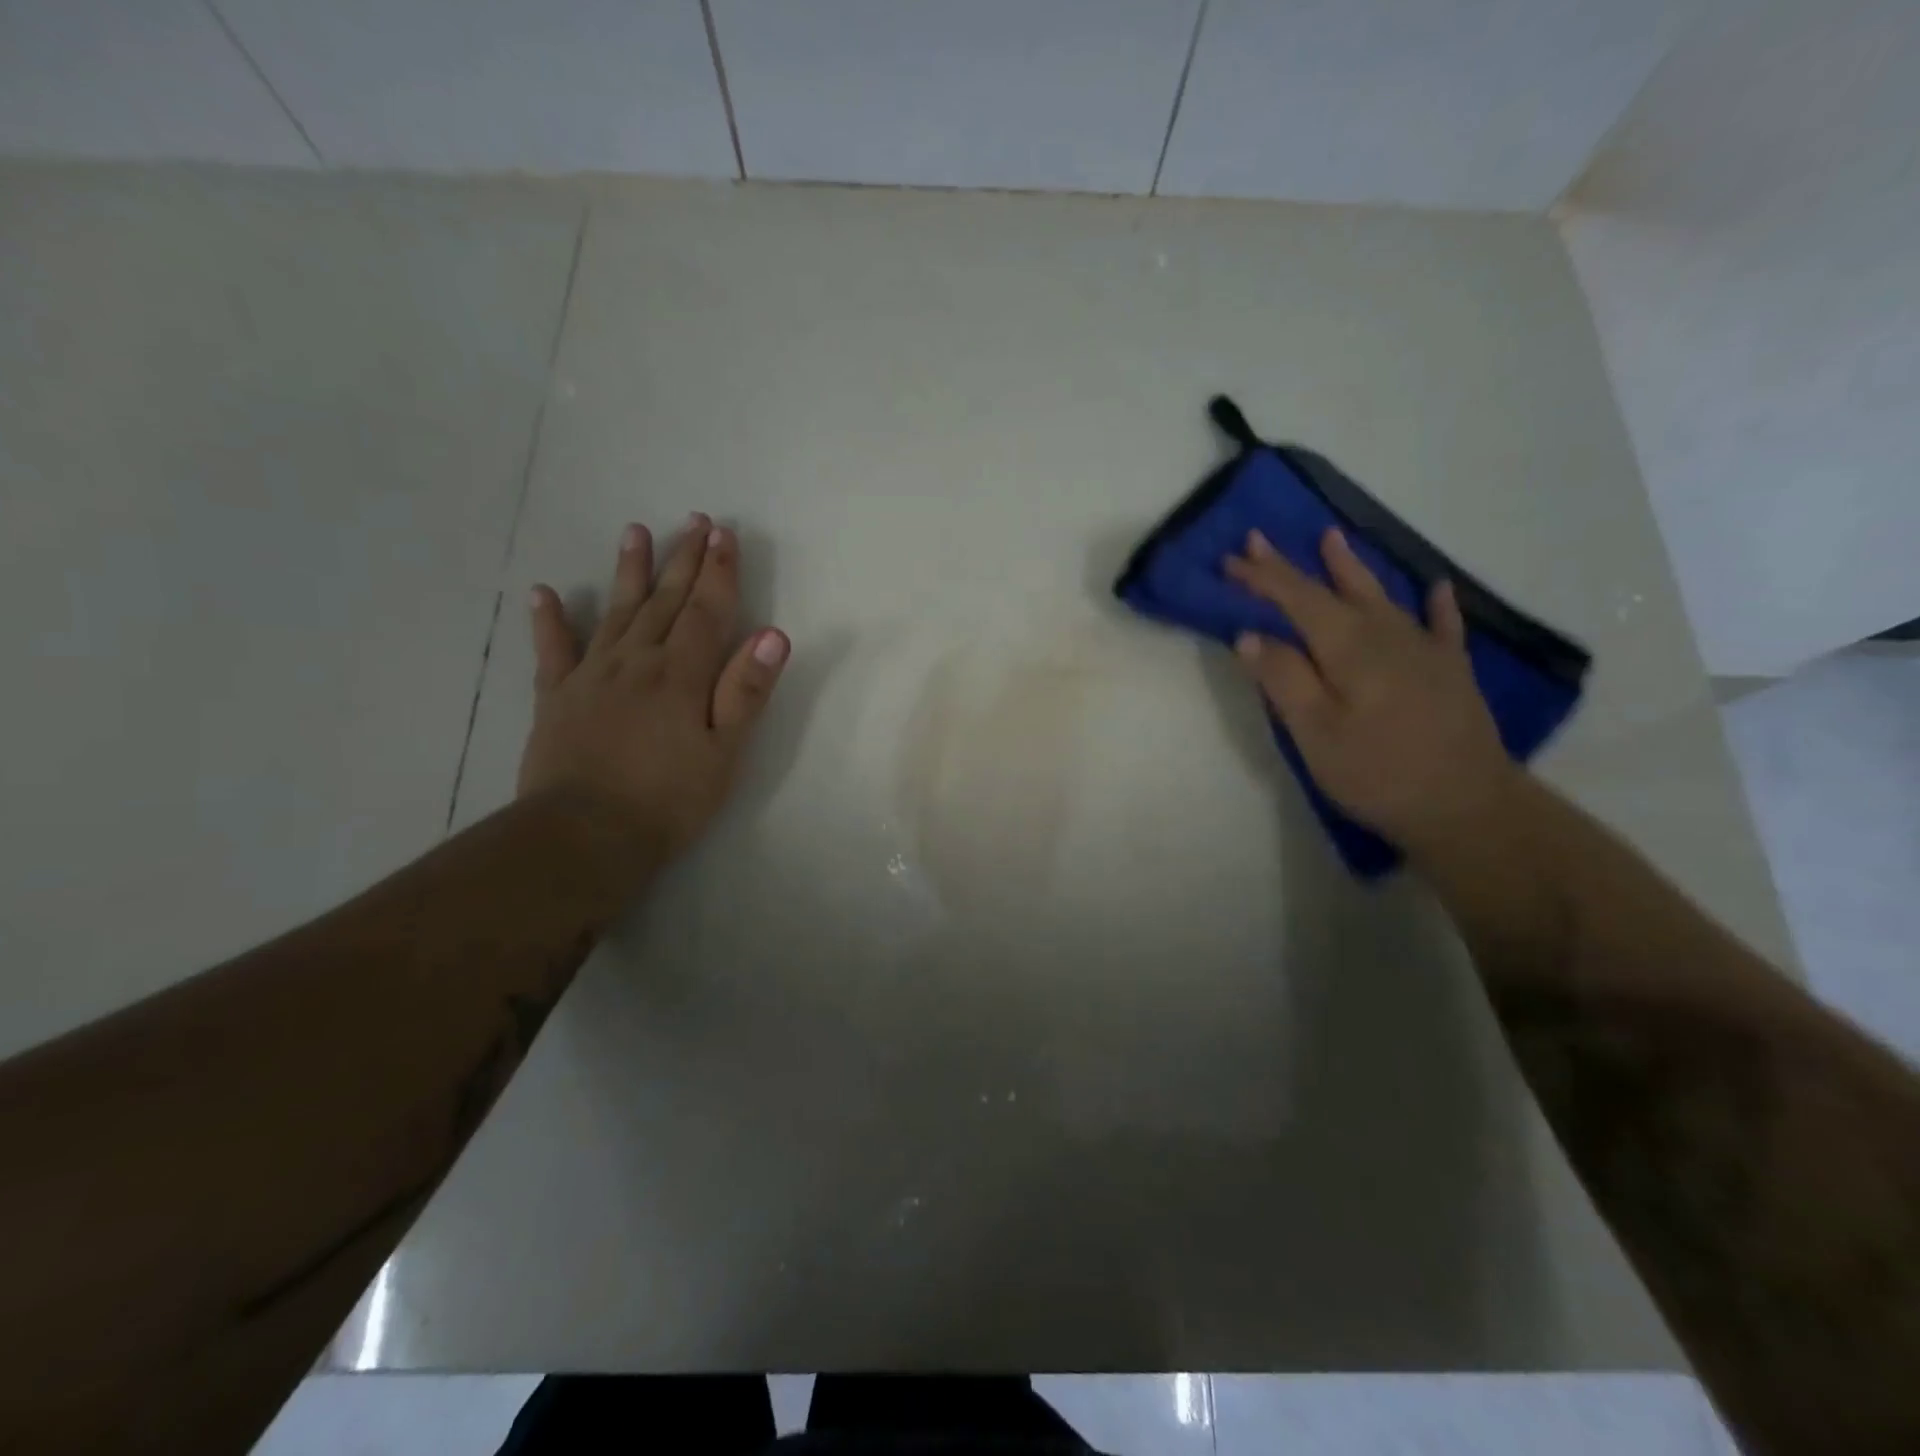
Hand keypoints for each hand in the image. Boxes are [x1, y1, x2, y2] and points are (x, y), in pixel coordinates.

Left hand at [516, 516, 788, 861]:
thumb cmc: (668, 800)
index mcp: (681, 674)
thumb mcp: (724, 752)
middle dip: (684, 559)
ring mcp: (591, 676)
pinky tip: (542, 593)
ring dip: (628, 571)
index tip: (726, 534)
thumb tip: (774, 634)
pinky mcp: (556, 697)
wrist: (584, 836)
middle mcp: (636, 661)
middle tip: (695, 521)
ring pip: (614, 612)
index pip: (707, 611)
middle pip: (665, 601)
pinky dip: (548, 620)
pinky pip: (552, 650)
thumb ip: (746, 691)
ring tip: (635, 532)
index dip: (719, 572)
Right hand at [1224, 526, 1519, 856]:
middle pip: (1331, 590)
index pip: (1296, 599)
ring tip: (1332, 539)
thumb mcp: (1315, 733)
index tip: (1230, 559)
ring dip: (1351, 567)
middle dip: (1292, 565)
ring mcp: (1423, 649)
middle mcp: (1385, 634)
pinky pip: (1442, 624)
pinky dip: (1435, 603)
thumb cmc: (1377, 772)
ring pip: (1380, 596)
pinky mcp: (1449, 671)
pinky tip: (1436, 587)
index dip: (1262, 578)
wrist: (1467, 806)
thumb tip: (1250, 635)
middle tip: (1260, 539)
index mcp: (1347, 647)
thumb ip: (1284, 679)